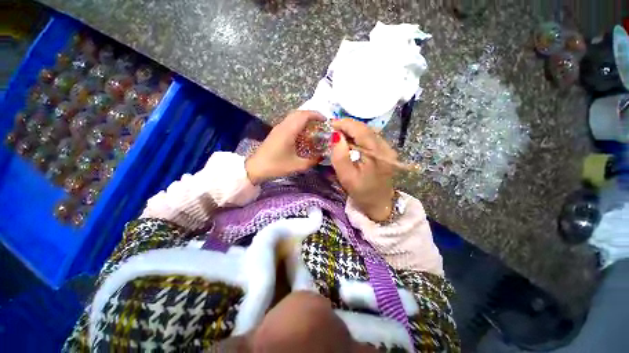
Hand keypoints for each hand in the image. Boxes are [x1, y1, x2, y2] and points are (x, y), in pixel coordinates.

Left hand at [245, 111, 324, 184]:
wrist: (256, 167)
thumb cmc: (276, 166)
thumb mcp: (297, 166)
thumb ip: (312, 161)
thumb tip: (322, 157)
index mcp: (289, 131)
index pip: (304, 115)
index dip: (316, 115)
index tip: (326, 120)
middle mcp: (283, 126)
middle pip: (299, 113)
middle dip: (311, 115)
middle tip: (321, 123)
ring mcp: (278, 128)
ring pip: (293, 116)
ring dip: (304, 118)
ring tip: (313, 127)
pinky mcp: (275, 132)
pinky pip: (289, 121)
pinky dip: (298, 122)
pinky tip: (302, 133)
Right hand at [330, 119, 395, 221]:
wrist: (379, 204)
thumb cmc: (362, 192)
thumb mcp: (347, 177)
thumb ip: (340, 156)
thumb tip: (335, 136)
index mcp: (378, 153)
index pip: (360, 129)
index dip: (344, 123)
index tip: (329, 125)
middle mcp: (386, 146)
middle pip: (364, 128)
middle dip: (346, 126)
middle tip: (331, 130)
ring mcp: (387, 148)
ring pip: (367, 131)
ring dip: (351, 131)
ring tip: (338, 136)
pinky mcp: (385, 151)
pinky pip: (369, 138)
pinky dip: (357, 136)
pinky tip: (349, 142)